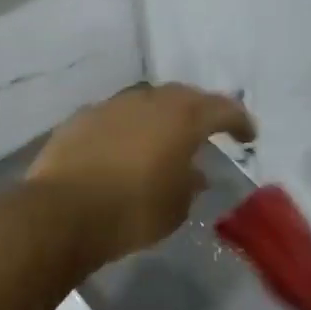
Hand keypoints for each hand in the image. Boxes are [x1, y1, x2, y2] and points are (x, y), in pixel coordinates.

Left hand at [27, 84, 256, 266]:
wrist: (61, 213)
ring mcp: (112, 106)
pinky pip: (117, 116)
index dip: (240, 122)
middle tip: (208, 130)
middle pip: (184, 96)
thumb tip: (194, 174)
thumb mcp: (176, 208)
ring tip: (166, 139)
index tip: (248, 136)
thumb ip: (190, 185)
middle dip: (200, 111)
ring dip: (162, 117)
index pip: (223, 109)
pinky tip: (126, 148)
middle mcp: (149, 102)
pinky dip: (130, 127)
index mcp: (182, 119)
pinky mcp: (81, 118)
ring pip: (147, 102)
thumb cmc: (132, 212)